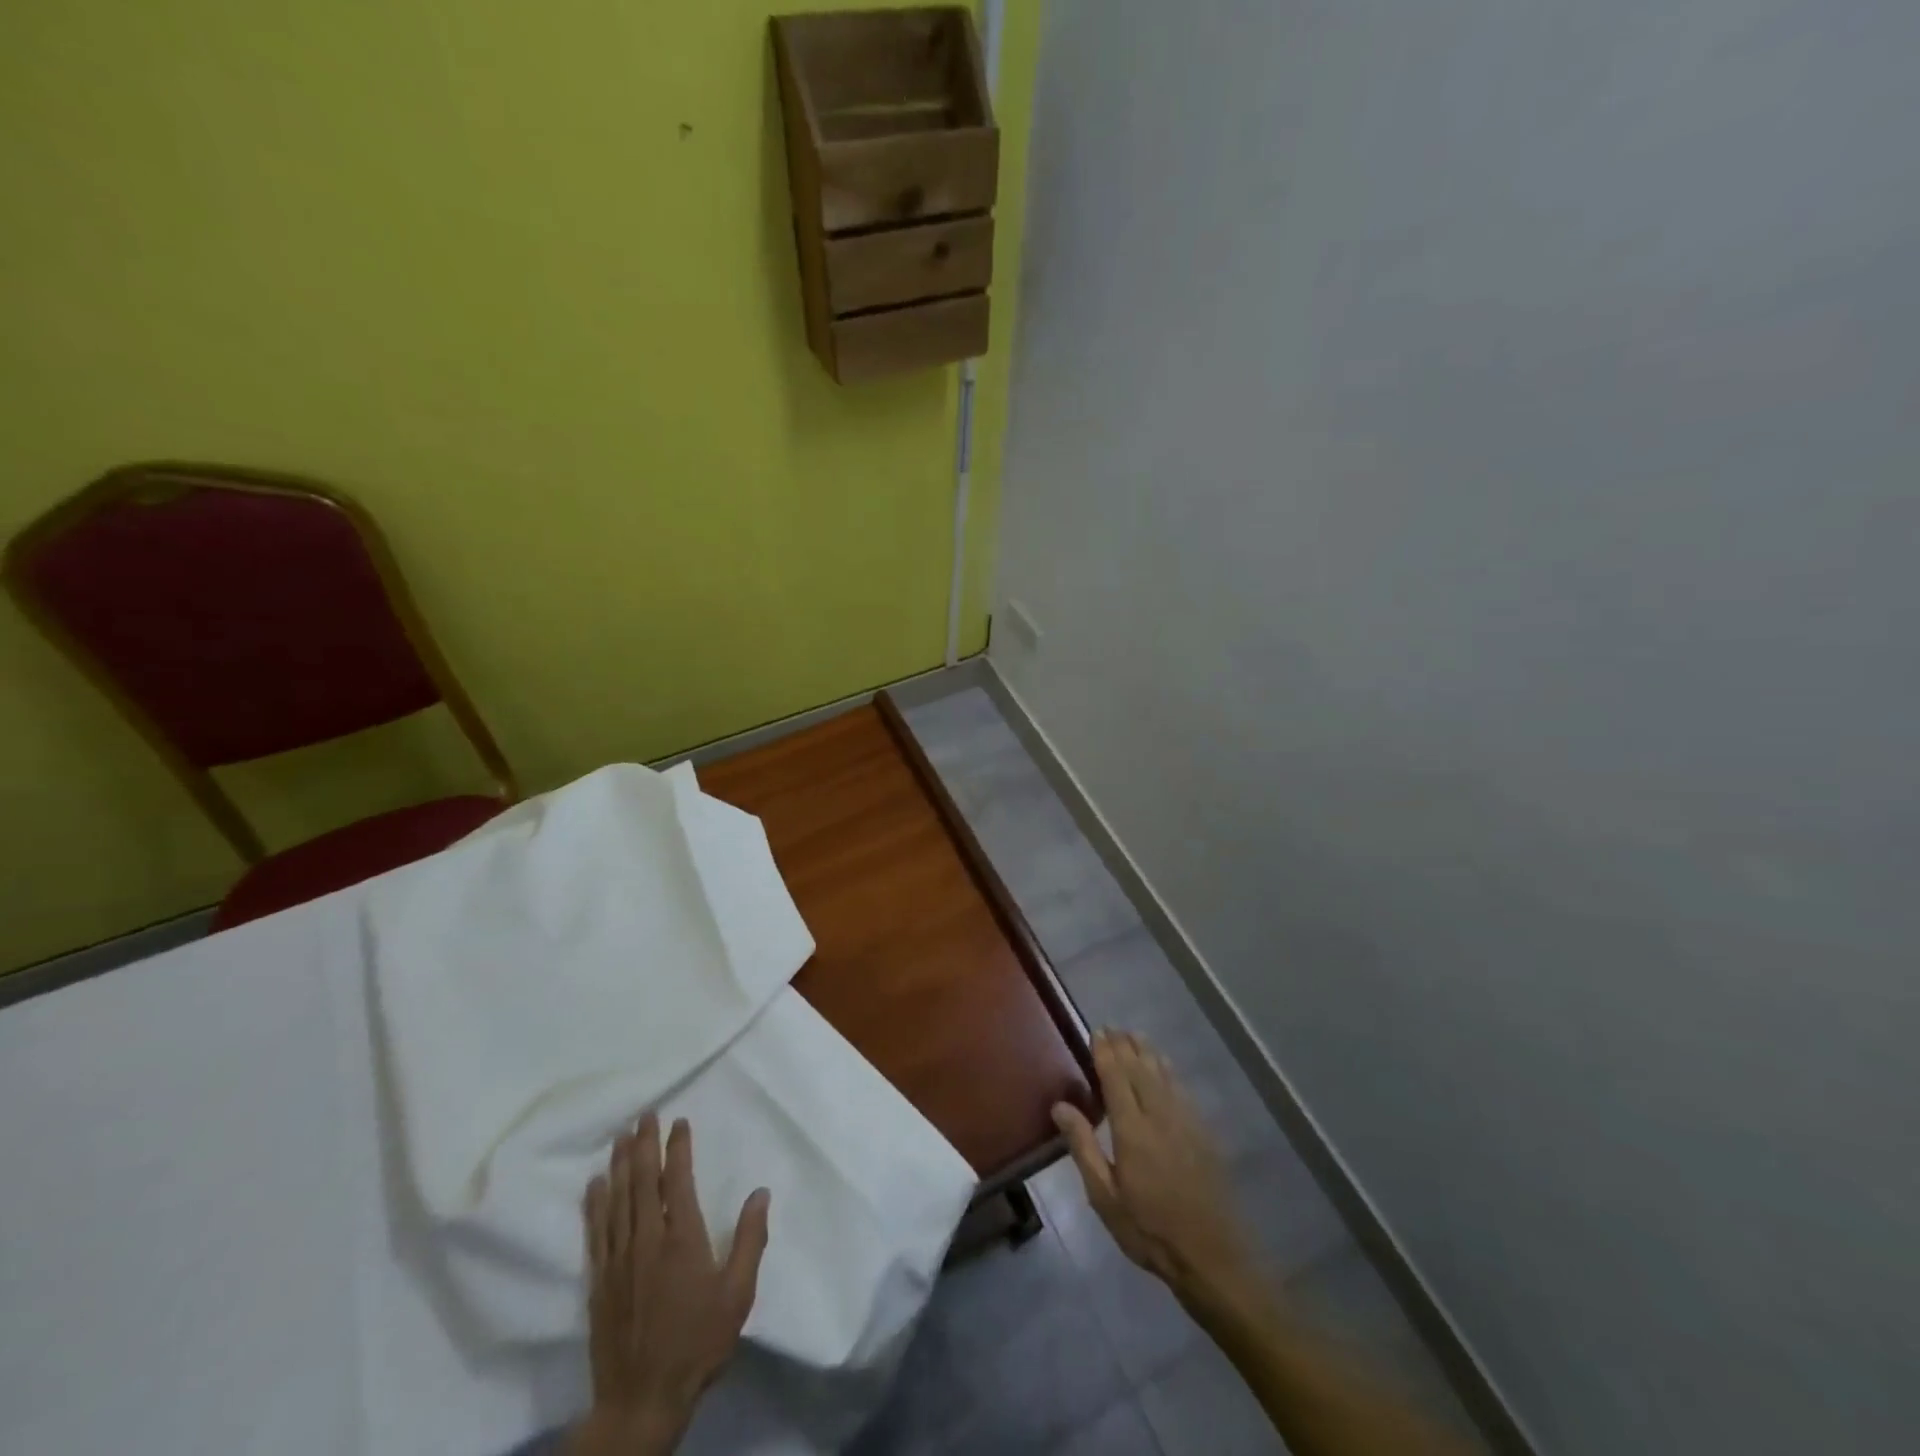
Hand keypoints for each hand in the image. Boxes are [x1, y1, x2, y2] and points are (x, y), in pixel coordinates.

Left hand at [568, 1114, 770, 1455]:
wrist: (641, 1400)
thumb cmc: (698, 1344)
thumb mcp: (737, 1296)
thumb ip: (749, 1241)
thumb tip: (761, 1193)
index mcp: (683, 1239)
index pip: (679, 1180)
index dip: (678, 1148)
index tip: (679, 1122)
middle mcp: (648, 1240)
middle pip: (644, 1182)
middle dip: (644, 1145)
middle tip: (644, 1115)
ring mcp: (620, 1260)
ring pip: (618, 1200)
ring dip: (620, 1165)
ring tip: (620, 1136)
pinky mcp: (600, 1281)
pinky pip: (597, 1232)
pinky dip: (596, 1204)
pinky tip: (595, 1185)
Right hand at [1052, 1030, 1255, 1303]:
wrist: (1212, 1256)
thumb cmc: (1149, 1230)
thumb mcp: (1105, 1197)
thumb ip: (1083, 1147)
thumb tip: (1060, 1105)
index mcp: (1132, 1129)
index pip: (1116, 1078)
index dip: (1105, 1052)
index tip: (1096, 1031)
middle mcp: (1160, 1115)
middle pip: (1140, 1069)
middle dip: (1125, 1045)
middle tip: (1112, 1027)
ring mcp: (1186, 1121)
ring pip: (1164, 1074)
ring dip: (1148, 1052)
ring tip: (1135, 1036)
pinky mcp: (1203, 1133)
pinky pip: (1181, 1089)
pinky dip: (1169, 1071)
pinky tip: (1165, 1067)